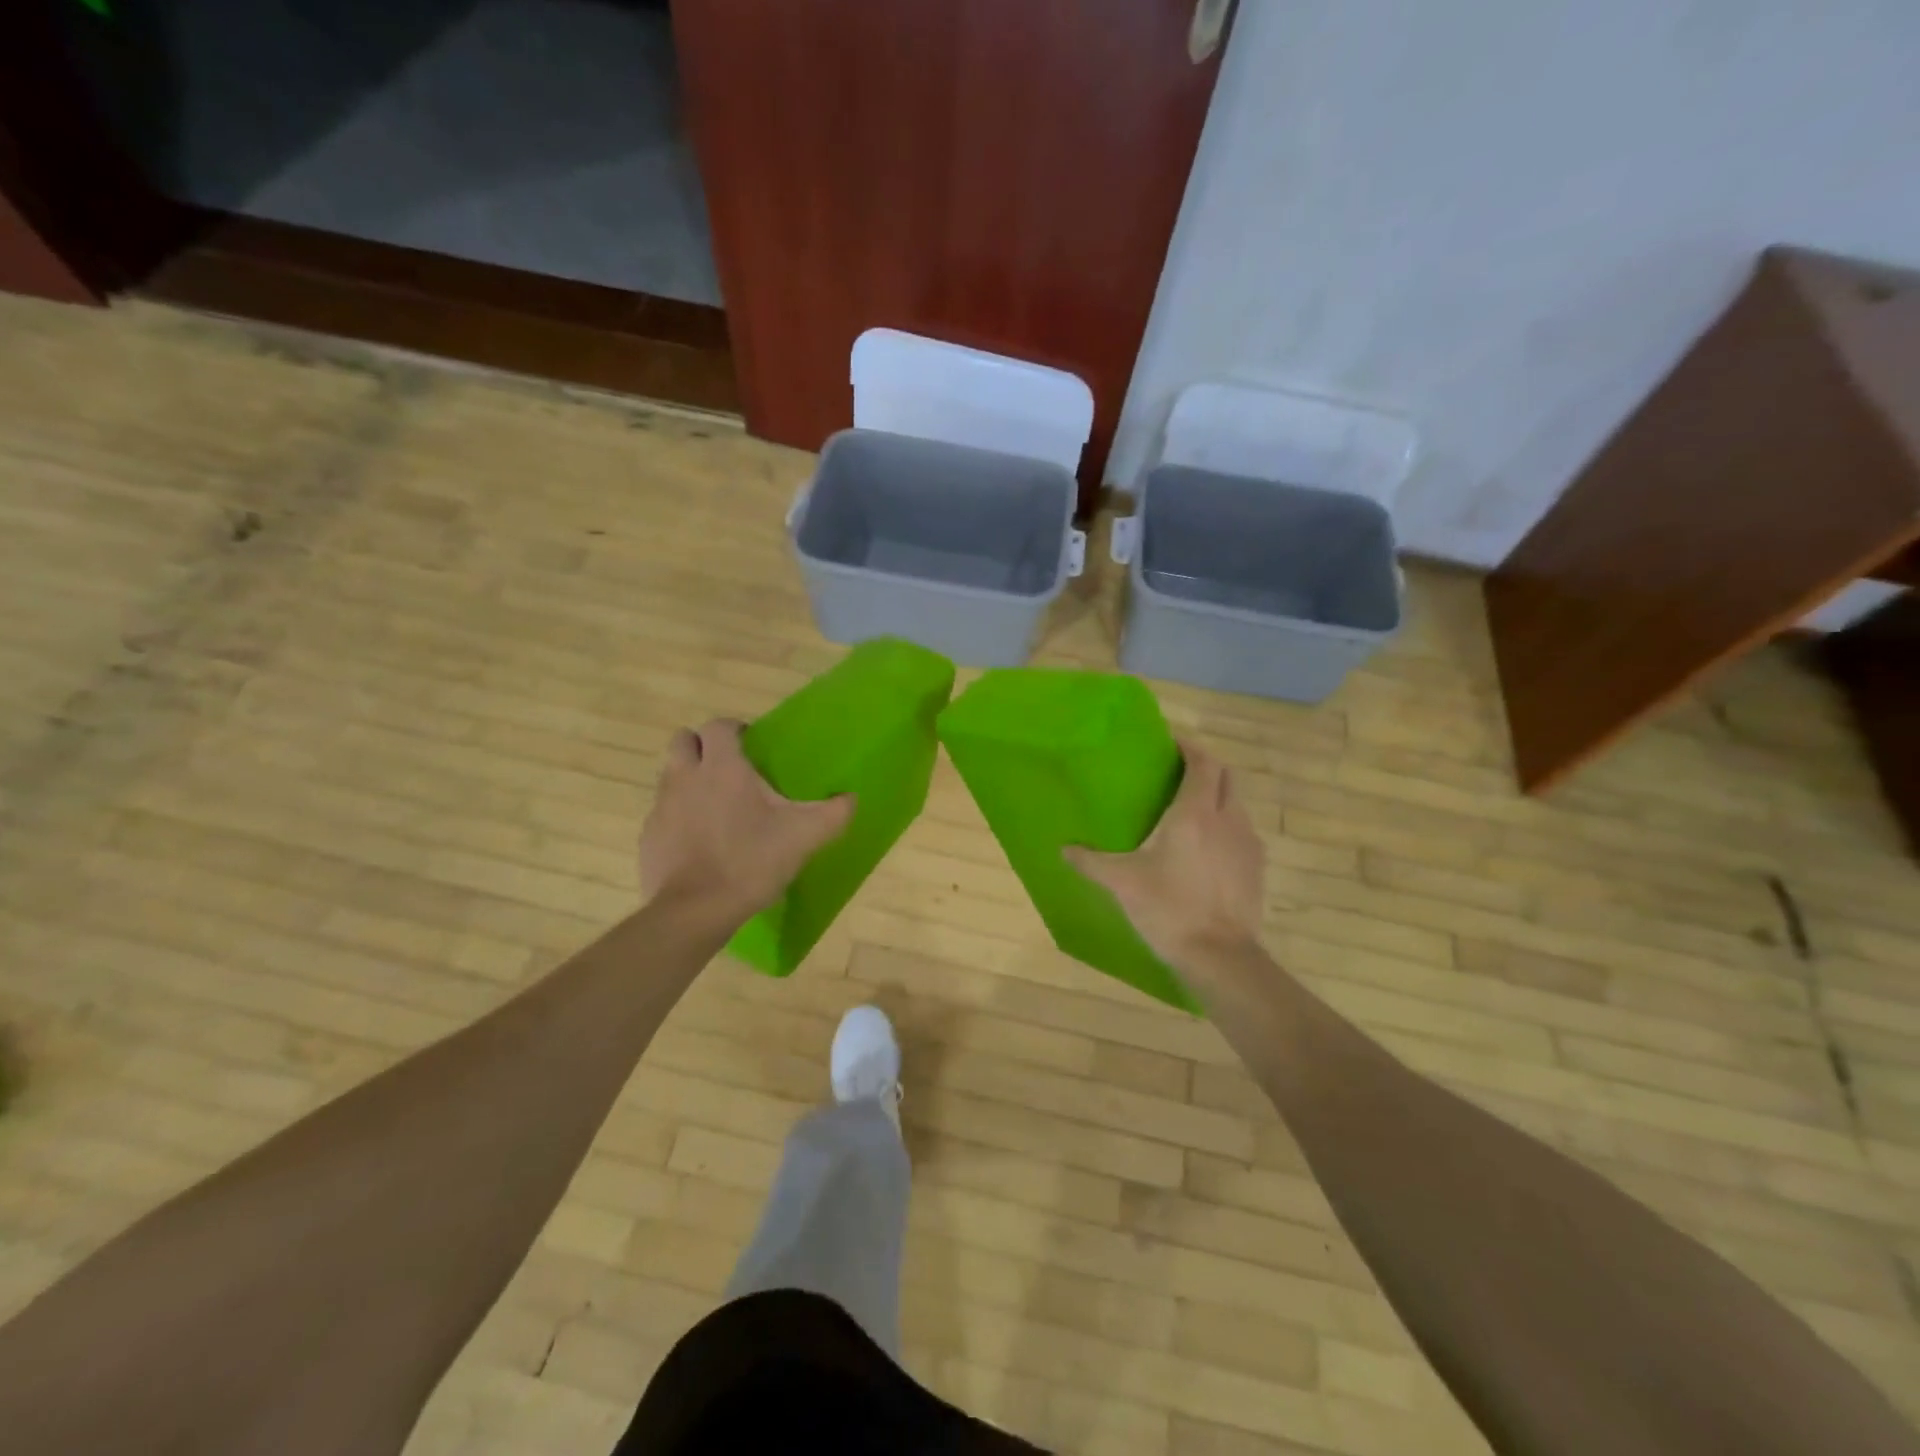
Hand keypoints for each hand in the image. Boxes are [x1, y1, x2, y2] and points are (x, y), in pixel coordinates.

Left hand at [640, 719, 853, 919]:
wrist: (695, 911)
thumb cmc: (750, 862)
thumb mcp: (803, 837)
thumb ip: (833, 813)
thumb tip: (852, 798)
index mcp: (722, 768)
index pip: (718, 725)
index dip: (734, 730)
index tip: (751, 746)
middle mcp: (685, 777)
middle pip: (683, 740)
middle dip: (703, 747)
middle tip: (729, 770)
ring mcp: (661, 807)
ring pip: (671, 776)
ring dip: (691, 781)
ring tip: (718, 808)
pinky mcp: (648, 837)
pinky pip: (663, 813)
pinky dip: (679, 818)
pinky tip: (701, 843)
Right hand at [1065, 742, 1264, 967]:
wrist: (1219, 955)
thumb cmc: (1168, 908)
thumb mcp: (1122, 882)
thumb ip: (1091, 861)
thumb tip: (1064, 849)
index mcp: (1194, 813)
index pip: (1203, 763)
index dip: (1191, 747)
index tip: (1172, 743)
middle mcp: (1227, 819)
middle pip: (1226, 777)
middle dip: (1206, 767)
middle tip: (1179, 773)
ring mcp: (1247, 843)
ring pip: (1236, 804)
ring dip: (1217, 797)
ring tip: (1190, 810)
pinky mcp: (1256, 867)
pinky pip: (1242, 832)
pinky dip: (1226, 826)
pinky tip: (1206, 848)